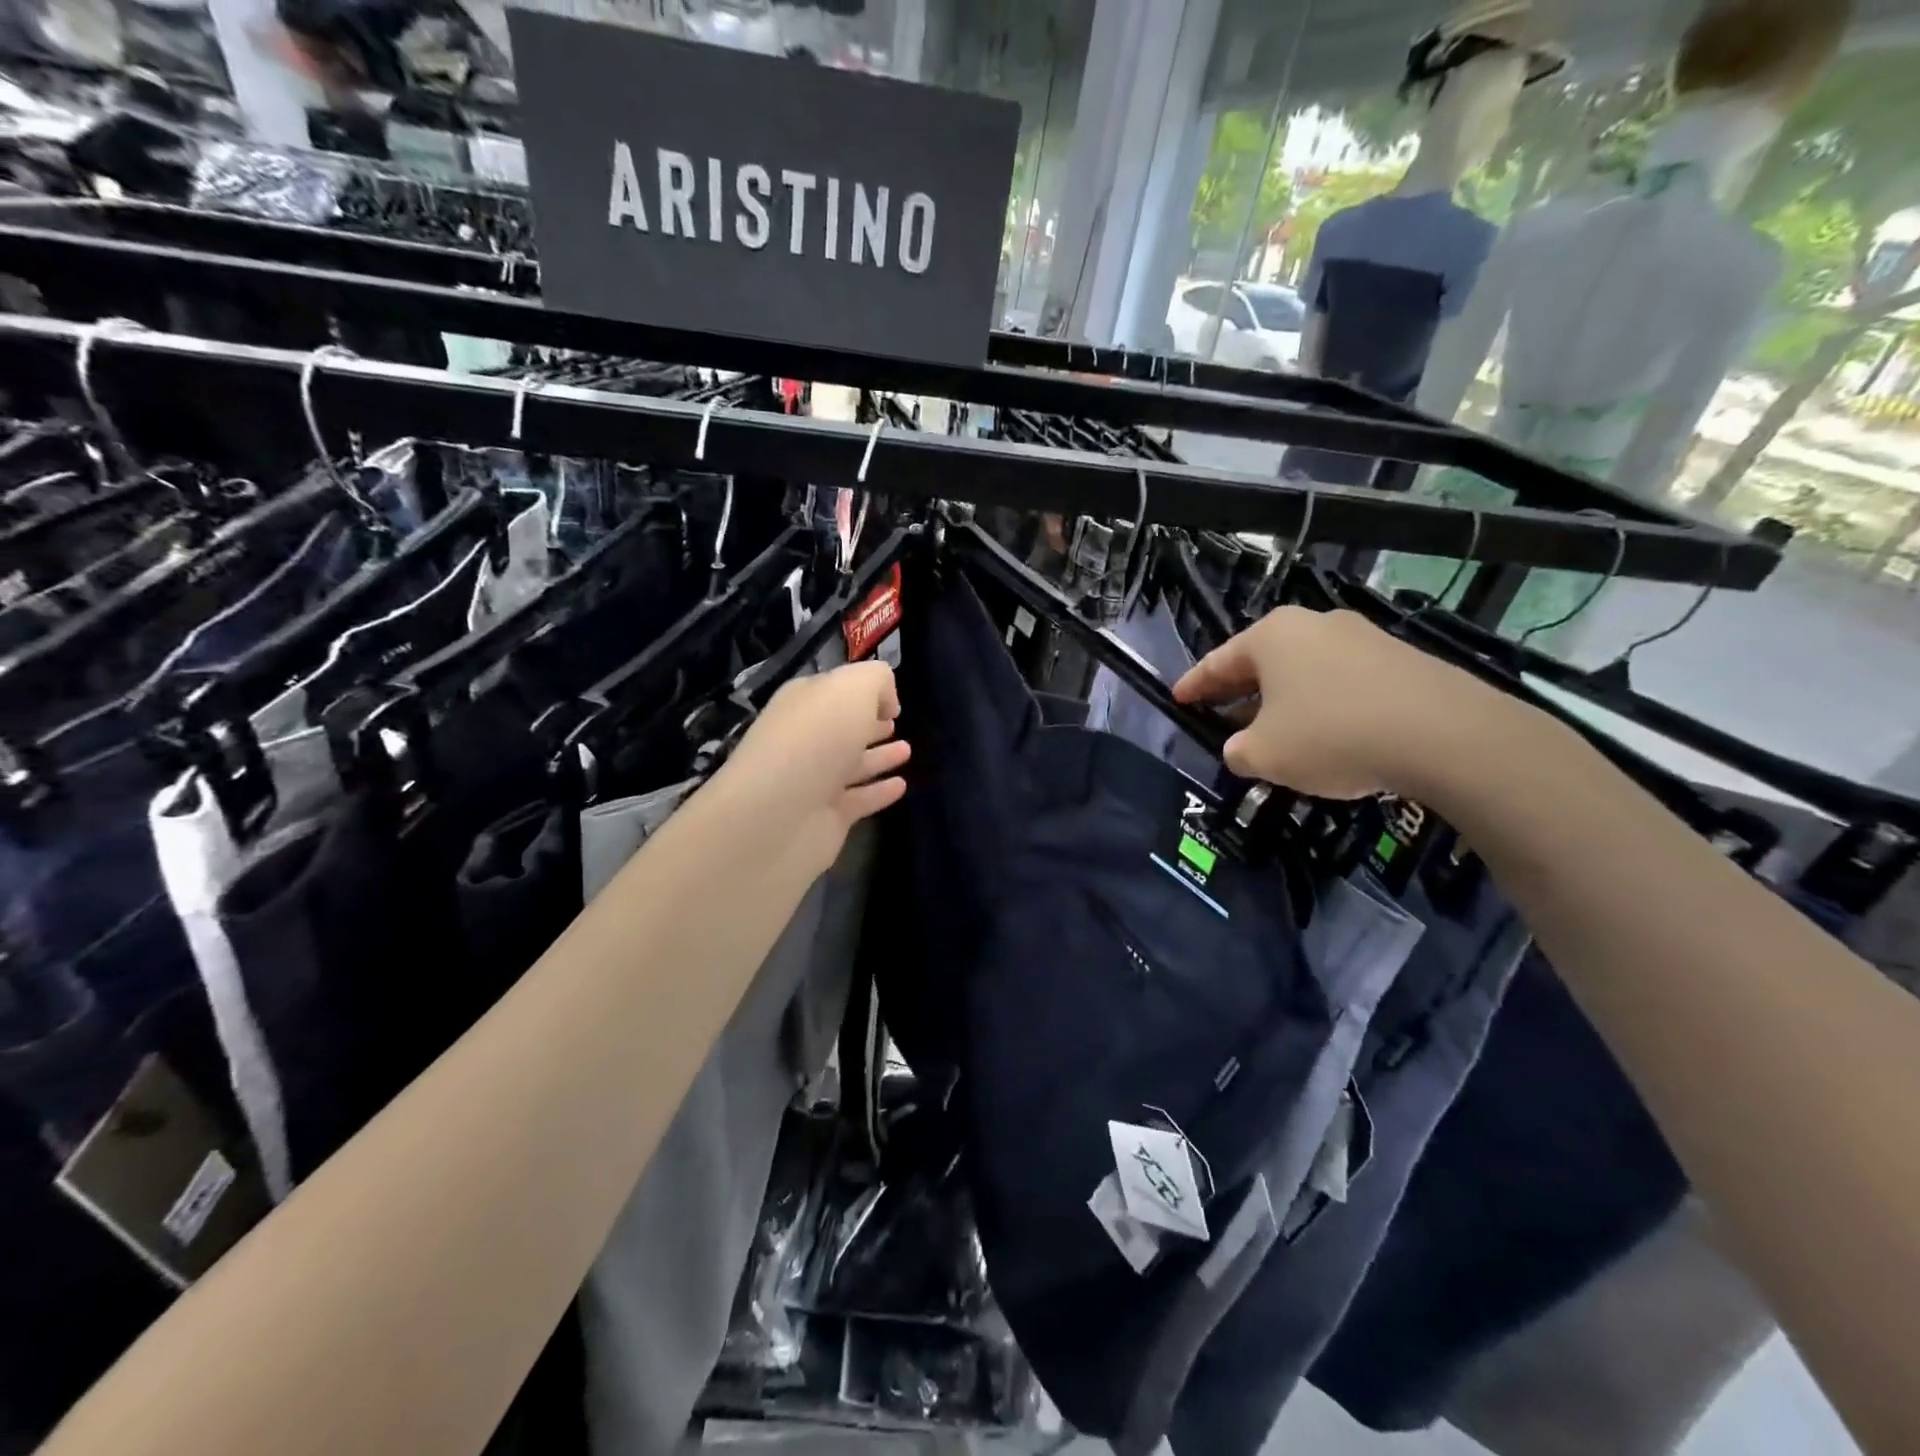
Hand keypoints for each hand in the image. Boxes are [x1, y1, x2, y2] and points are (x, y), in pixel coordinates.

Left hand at [717, 661, 909, 869]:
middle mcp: (805, 740)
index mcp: (803, 703)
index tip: (892, 700)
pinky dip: (879, 792)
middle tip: (896, 722)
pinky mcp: (827, 818)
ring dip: (879, 757)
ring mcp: (814, 781)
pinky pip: (860, 799)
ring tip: (907, 750)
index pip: (833, 690)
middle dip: (868, 723)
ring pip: (852, 764)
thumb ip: (875, 680)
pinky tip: (901, 786)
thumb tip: (886, 701)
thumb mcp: (852, 688)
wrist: (779, 814)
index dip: (862, 691)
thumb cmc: (817, 738)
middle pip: (841, 728)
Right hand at [1173, 607, 1496, 798]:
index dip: (1194, 684)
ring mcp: (1362, 638)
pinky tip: (1326, 735)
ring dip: (1282, 700)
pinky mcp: (1400, 660)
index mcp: (1272, 636)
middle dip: (1238, 692)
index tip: (1177, 698)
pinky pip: (1342, 682)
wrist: (1444, 735)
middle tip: (1220, 716)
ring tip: (1273, 732)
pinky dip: (1322, 705)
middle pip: (1262, 661)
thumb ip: (1237, 751)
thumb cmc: (1331, 736)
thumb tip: (1241, 748)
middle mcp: (1314, 625)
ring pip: (1303, 671)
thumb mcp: (1264, 755)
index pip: (1218, 661)